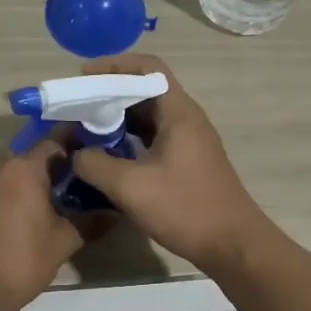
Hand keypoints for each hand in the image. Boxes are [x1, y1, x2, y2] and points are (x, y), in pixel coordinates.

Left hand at [0, 137, 87, 310]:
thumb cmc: (20, 263)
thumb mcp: (62, 243)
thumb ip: (88, 222)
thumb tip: (113, 213)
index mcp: (24, 169)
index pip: (53, 143)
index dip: (70, 147)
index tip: (81, 154)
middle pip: (22, 159)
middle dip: (38, 171)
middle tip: (53, 193)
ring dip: (10, 184)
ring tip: (21, 210)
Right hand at [68, 53, 272, 270]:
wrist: (233, 245)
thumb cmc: (185, 208)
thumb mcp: (131, 187)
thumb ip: (95, 165)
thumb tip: (77, 154)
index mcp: (179, 112)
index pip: (148, 68)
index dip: (114, 65)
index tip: (84, 77)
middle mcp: (187, 119)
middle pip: (146, 90)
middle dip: (110, 93)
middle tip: (78, 107)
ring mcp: (190, 141)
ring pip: (149, 116)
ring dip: (119, 118)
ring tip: (87, 130)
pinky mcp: (188, 162)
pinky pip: (155, 137)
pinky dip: (130, 139)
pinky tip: (109, 156)